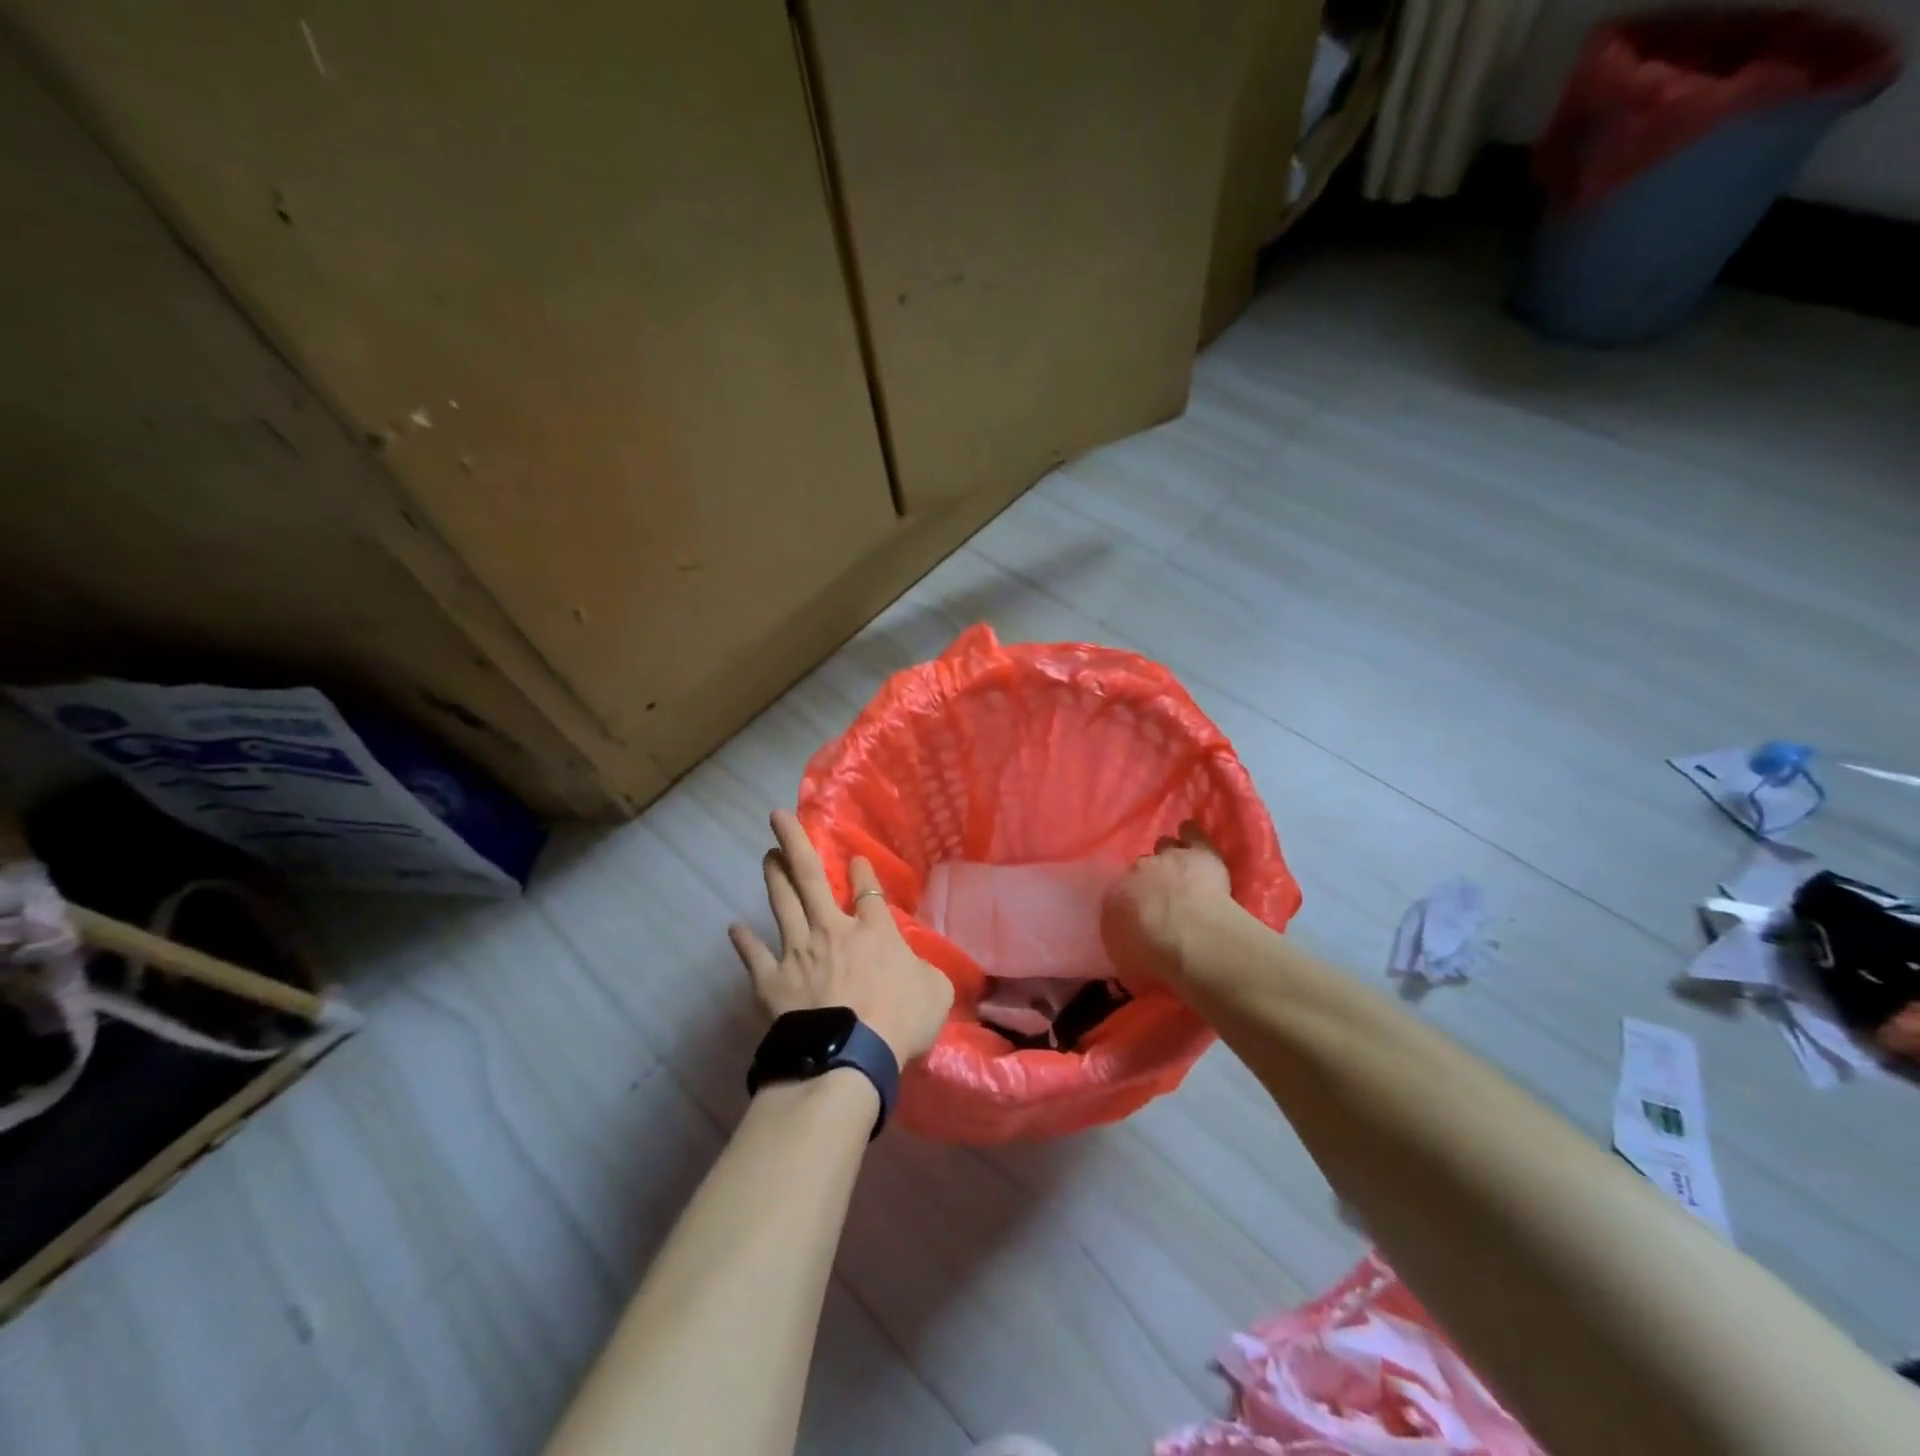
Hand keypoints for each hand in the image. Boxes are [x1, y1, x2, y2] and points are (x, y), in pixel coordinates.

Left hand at [729, 811, 953, 1065]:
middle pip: (810, 878)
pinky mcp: (772, 982)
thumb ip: (926, 971)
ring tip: (767, 854)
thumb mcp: (936, 991)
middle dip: (794, 843)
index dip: (862, 870)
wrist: (848, 1056)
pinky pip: (754, 957)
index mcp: (873, 930)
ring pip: (782, 905)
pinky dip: (744, 942)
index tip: (856, 857)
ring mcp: (797, 953)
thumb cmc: (899, 1021)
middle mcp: (831, 930)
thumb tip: (920, 967)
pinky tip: (734, 929)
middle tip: (778, 817)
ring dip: (773, 877)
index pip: (868, 889)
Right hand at [1102, 821, 1232, 983]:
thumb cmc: (1152, 958)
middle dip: (1151, 880)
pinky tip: (1192, 834)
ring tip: (1181, 869)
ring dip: (1172, 856)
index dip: (1132, 905)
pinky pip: (1193, 834)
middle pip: (1142, 868)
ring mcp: (1169, 857)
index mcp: (1115, 897)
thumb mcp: (1128, 966)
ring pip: (1166, 847)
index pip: (1120, 895)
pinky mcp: (1200, 853)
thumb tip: (1129, 959)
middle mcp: (1137, 871)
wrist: (1186, 936)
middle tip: (1163, 899)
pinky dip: (1192, 834)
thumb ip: (1126, 954)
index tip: (1141, 918)